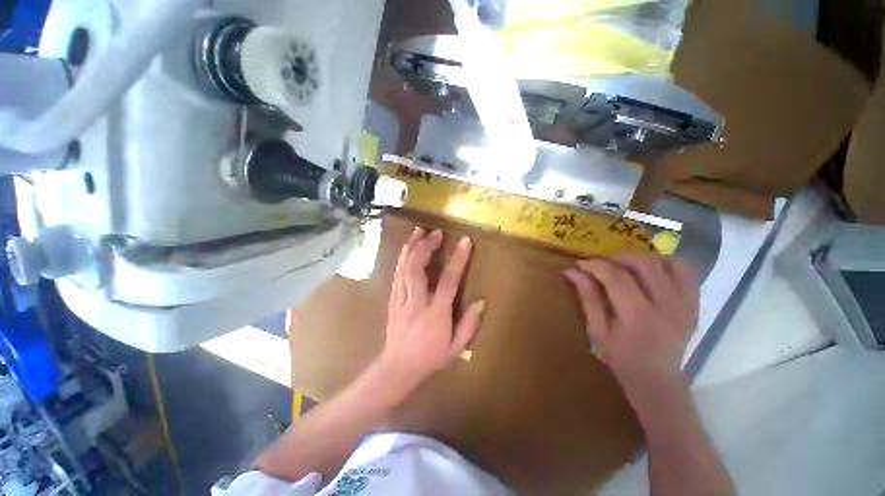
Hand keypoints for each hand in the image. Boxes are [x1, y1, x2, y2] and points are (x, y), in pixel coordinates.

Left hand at [378, 227, 484, 391]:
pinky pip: (396, 274)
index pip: (447, 281)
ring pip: (403, 268)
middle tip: (435, 232)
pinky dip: (402, 258)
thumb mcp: (455, 348)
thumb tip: (481, 301)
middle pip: (417, 269)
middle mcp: (416, 302)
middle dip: (426, 246)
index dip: (458, 260)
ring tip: (419, 231)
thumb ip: (469, 324)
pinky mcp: (393, 299)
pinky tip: (407, 248)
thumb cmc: (430, 357)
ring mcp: (401, 299)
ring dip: (411, 247)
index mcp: (435, 313)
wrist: (398, 368)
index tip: (465, 241)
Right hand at [563, 255, 697, 390]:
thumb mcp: (597, 329)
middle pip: (644, 264)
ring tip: (627, 268)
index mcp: (638, 316)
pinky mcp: (695, 304)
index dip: (596, 265)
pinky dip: (667, 264)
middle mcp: (667, 306)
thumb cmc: (620, 357)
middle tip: (603, 265)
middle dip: (618, 258)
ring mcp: (686, 304)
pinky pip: (687, 272)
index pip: (617, 277)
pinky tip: (651, 272)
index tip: (580, 264)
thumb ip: (587, 296)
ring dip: (643, 259)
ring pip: (668, 263)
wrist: (657, 379)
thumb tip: (571, 271)